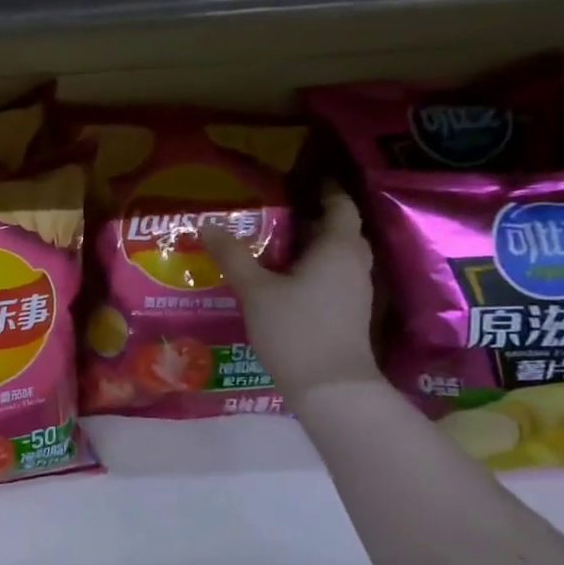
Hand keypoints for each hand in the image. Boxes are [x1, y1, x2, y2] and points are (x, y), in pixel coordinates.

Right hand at [202, 189, 380, 406]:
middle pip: (341, 230)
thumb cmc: (295, 330)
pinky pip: (335, 276)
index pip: (339, 206)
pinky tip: (287, 278)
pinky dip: (315, 268)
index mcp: (337, 248)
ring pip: (338, 256)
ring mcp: (356, 291)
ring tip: (279, 242)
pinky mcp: (350, 313)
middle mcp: (354, 264)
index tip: (305, 178)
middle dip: (316, 217)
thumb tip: (207, 224)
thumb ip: (233, 256)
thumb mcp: (255, 291)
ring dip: (315, 245)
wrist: (330, 387)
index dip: (326, 190)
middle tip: (282, 210)